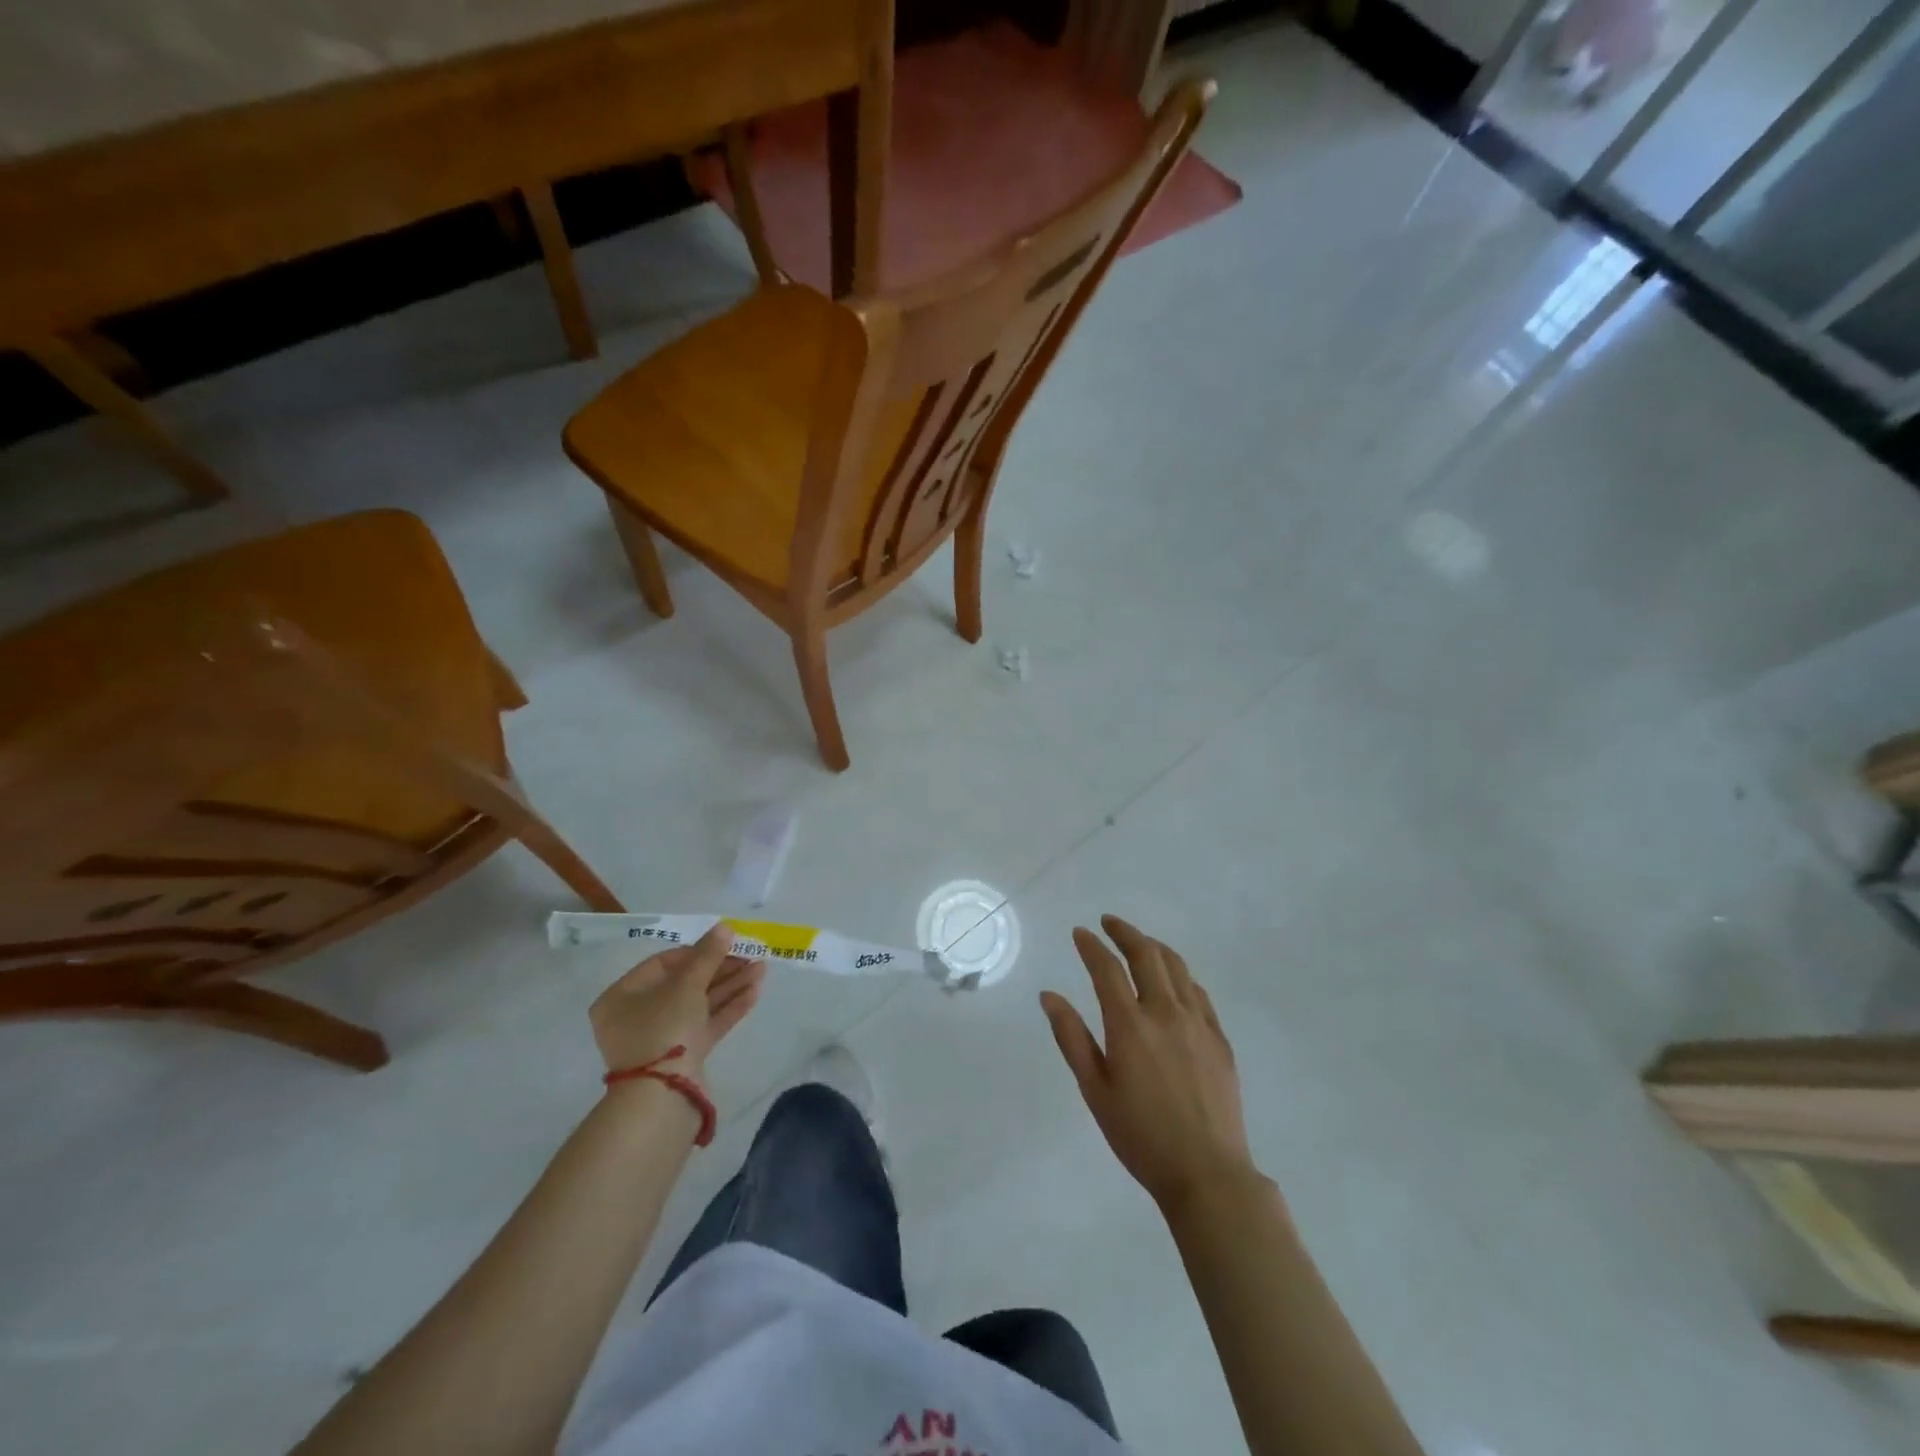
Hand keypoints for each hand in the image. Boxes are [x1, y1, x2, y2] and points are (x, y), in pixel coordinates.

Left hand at [590, 922, 765, 1085]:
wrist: (663, 1096)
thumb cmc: (664, 1028)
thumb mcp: (687, 984)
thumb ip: (708, 954)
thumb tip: (725, 927)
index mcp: (622, 997)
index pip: (663, 964)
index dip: (696, 952)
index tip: (725, 945)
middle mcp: (638, 1017)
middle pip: (685, 984)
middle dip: (721, 969)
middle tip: (751, 956)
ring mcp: (662, 1038)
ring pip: (700, 1004)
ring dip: (731, 986)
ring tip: (762, 970)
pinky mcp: (684, 1057)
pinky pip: (707, 1024)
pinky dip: (730, 1008)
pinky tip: (755, 992)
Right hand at [1041, 915, 1259, 1211]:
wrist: (1206, 1172)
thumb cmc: (1140, 1136)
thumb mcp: (1094, 1090)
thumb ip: (1071, 1037)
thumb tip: (1049, 995)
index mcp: (1130, 1025)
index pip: (1107, 968)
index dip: (1092, 945)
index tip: (1080, 932)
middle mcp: (1165, 1012)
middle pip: (1146, 955)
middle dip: (1125, 933)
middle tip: (1109, 923)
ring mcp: (1197, 1022)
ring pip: (1176, 966)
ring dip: (1153, 946)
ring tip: (1139, 942)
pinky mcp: (1219, 1038)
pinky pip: (1198, 991)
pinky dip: (1180, 974)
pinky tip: (1172, 978)